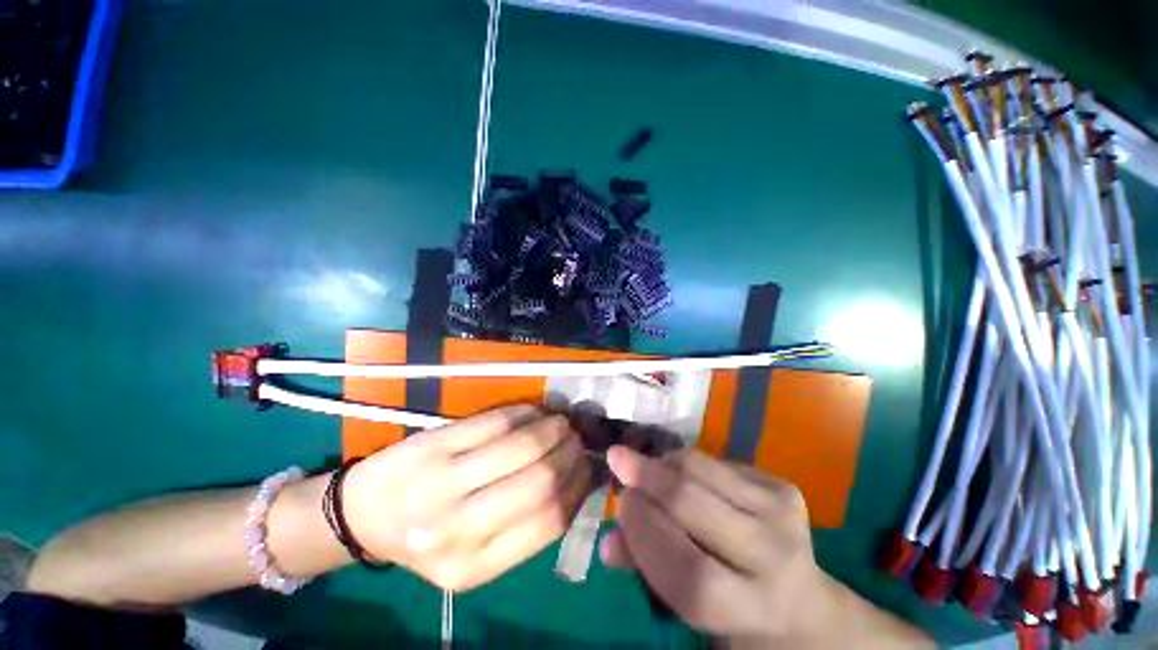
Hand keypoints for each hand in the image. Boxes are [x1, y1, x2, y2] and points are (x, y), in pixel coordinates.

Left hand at [342, 405, 593, 591]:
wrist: (362, 516)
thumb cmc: (426, 536)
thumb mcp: (475, 551)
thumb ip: (525, 522)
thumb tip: (578, 477)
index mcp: (473, 568)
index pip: (549, 520)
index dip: (579, 485)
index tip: (590, 465)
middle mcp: (457, 530)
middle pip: (540, 481)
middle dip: (569, 452)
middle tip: (578, 438)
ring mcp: (441, 483)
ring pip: (522, 446)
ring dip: (552, 428)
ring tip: (561, 422)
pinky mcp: (434, 445)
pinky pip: (495, 422)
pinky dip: (525, 413)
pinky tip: (535, 412)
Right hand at [599, 446, 826, 644]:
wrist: (799, 601)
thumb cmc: (731, 608)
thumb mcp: (688, 605)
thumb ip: (645, 571)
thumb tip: (606, 542)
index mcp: (749, 609)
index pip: (689, 571)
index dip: (645, 532)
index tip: (620, 500)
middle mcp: (774, 561)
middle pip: (694, 505)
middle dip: (647, 477)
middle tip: (617, 458)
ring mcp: (783, 517)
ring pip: (703, 470)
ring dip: (663, 462)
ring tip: (643, 464)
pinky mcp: (785, 489)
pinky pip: (718, 461)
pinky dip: (685, 460)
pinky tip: (675, 469)